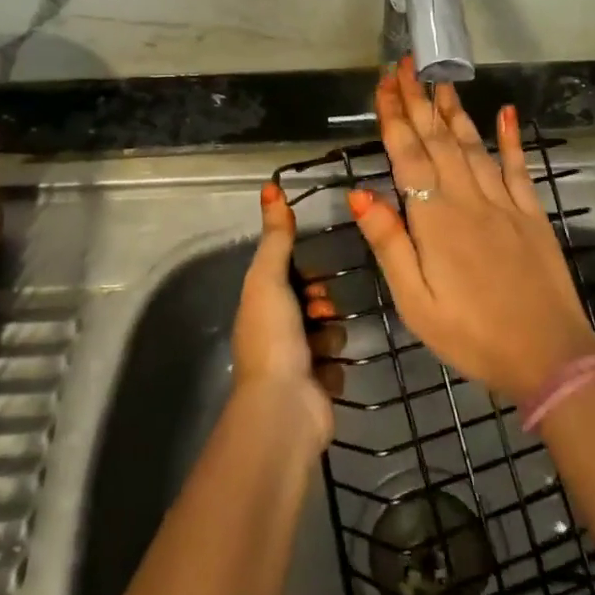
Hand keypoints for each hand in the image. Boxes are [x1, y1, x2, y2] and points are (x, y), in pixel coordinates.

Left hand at [233, 181, 340, 447]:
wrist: (284, 407)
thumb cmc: (273, 336)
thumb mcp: (269, 278)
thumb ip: (276, 236)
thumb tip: (270, 187)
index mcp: (259, 307)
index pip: (287, 278)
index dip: (303, 274)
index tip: (313, 276)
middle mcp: (275, 333)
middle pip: (311, 304)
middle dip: (322, 304)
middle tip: (321, 310)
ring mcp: (296, 362)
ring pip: (328, 331)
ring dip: (330, 334)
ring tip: (324, 344)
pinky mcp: (317, 386)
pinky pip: (336, 362)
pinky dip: (333, 364)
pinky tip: (326, 371)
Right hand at [348, 59, 594, 401]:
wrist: (549, 356)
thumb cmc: (472, 336)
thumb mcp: (416, 303)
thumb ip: (390, 245)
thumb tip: (361, 194)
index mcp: (435, 221)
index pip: (408, 157)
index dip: (394, 118)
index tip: (384, 85)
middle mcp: (469, 200)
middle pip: (438, 140)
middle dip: (418, 101)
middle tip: (405, 65)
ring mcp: (505, 203)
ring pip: (473, 145)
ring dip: (454, 110)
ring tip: (439, 80)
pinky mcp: (531, 213)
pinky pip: (518, 166)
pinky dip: (510, 138)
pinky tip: (506, 112)